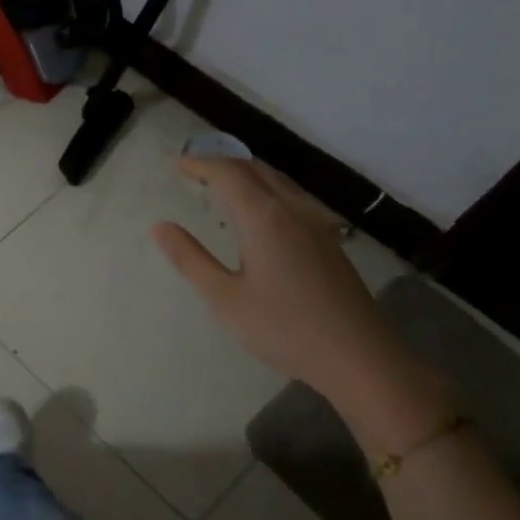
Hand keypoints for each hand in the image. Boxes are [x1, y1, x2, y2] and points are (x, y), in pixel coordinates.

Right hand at [152, 157, 405, 403]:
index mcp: (264, 218)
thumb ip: (190, 259)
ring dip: (247, 173)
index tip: (175, 164)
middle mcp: (293, 210)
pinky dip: (267, 189)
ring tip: (223, 183)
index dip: (200, 164)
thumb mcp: (224, 298)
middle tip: (194, 170)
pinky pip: (293, 197)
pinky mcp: (330, 240)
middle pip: (256, 170)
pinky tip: (262, 211)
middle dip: (223, 163)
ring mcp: (317, 224)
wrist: (358, 356)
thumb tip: (161, 226)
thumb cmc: (283, 328)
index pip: (228, 175)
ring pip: (279, 181)